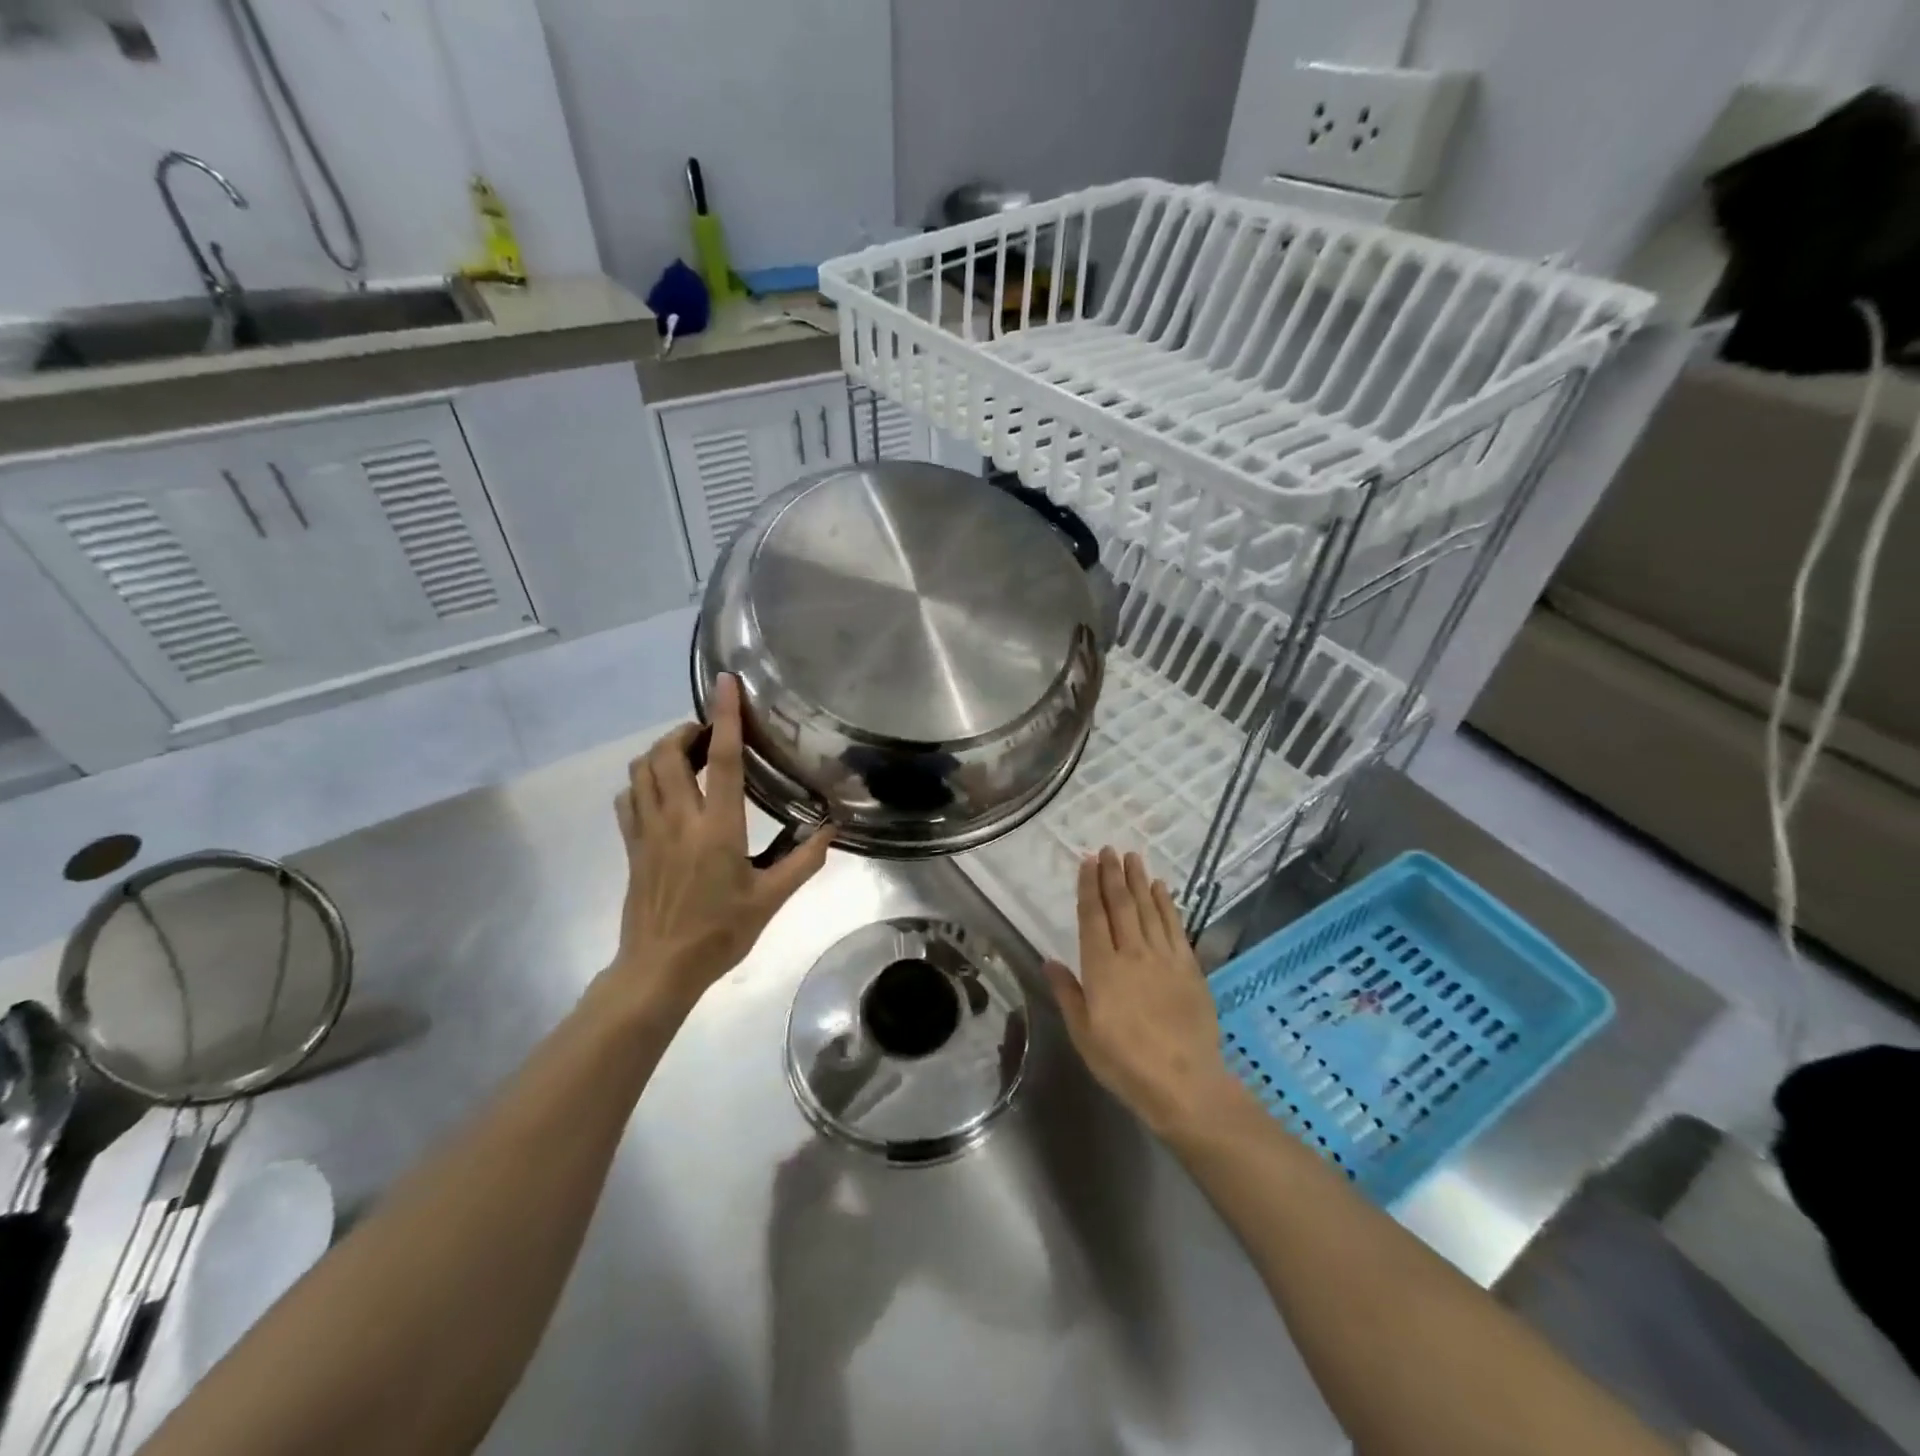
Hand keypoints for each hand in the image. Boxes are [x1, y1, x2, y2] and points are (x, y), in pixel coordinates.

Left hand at [607, 674, 833, 1015]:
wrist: (660, 968)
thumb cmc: (720, 932)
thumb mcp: (771, 899)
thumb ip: (804, 860)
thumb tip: (832, 827)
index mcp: (717, 828)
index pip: (721, 759)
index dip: (726, 717)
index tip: (726, 683)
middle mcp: (678, 819)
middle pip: (667, 754)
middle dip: (685, 731)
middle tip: (708, 733)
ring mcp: (647, 831)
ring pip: (641, 770)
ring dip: (661, 752)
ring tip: (685, 756)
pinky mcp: (631, 845)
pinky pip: (627, 798)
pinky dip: (641, 781)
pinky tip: (660, 792)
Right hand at [1043, 848, 1248, 1137]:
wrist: (1184, 1083)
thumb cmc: (1125, 1063)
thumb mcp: (1084, 1034)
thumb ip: (1068, 993)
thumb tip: (1050, 960)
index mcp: (1102, 968)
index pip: (1093, 917)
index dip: (1089, 887)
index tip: (1087, 862)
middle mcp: (1132, 953)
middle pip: (1121, 905)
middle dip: (1113, 875)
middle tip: (1109, 849)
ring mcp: (1163, 958)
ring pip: (1148, 909)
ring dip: (1139, 880)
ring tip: (1132, 857)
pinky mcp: (1189, 967)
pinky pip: (1175, 926)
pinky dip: (1167, 904)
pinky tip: (1161, 888)